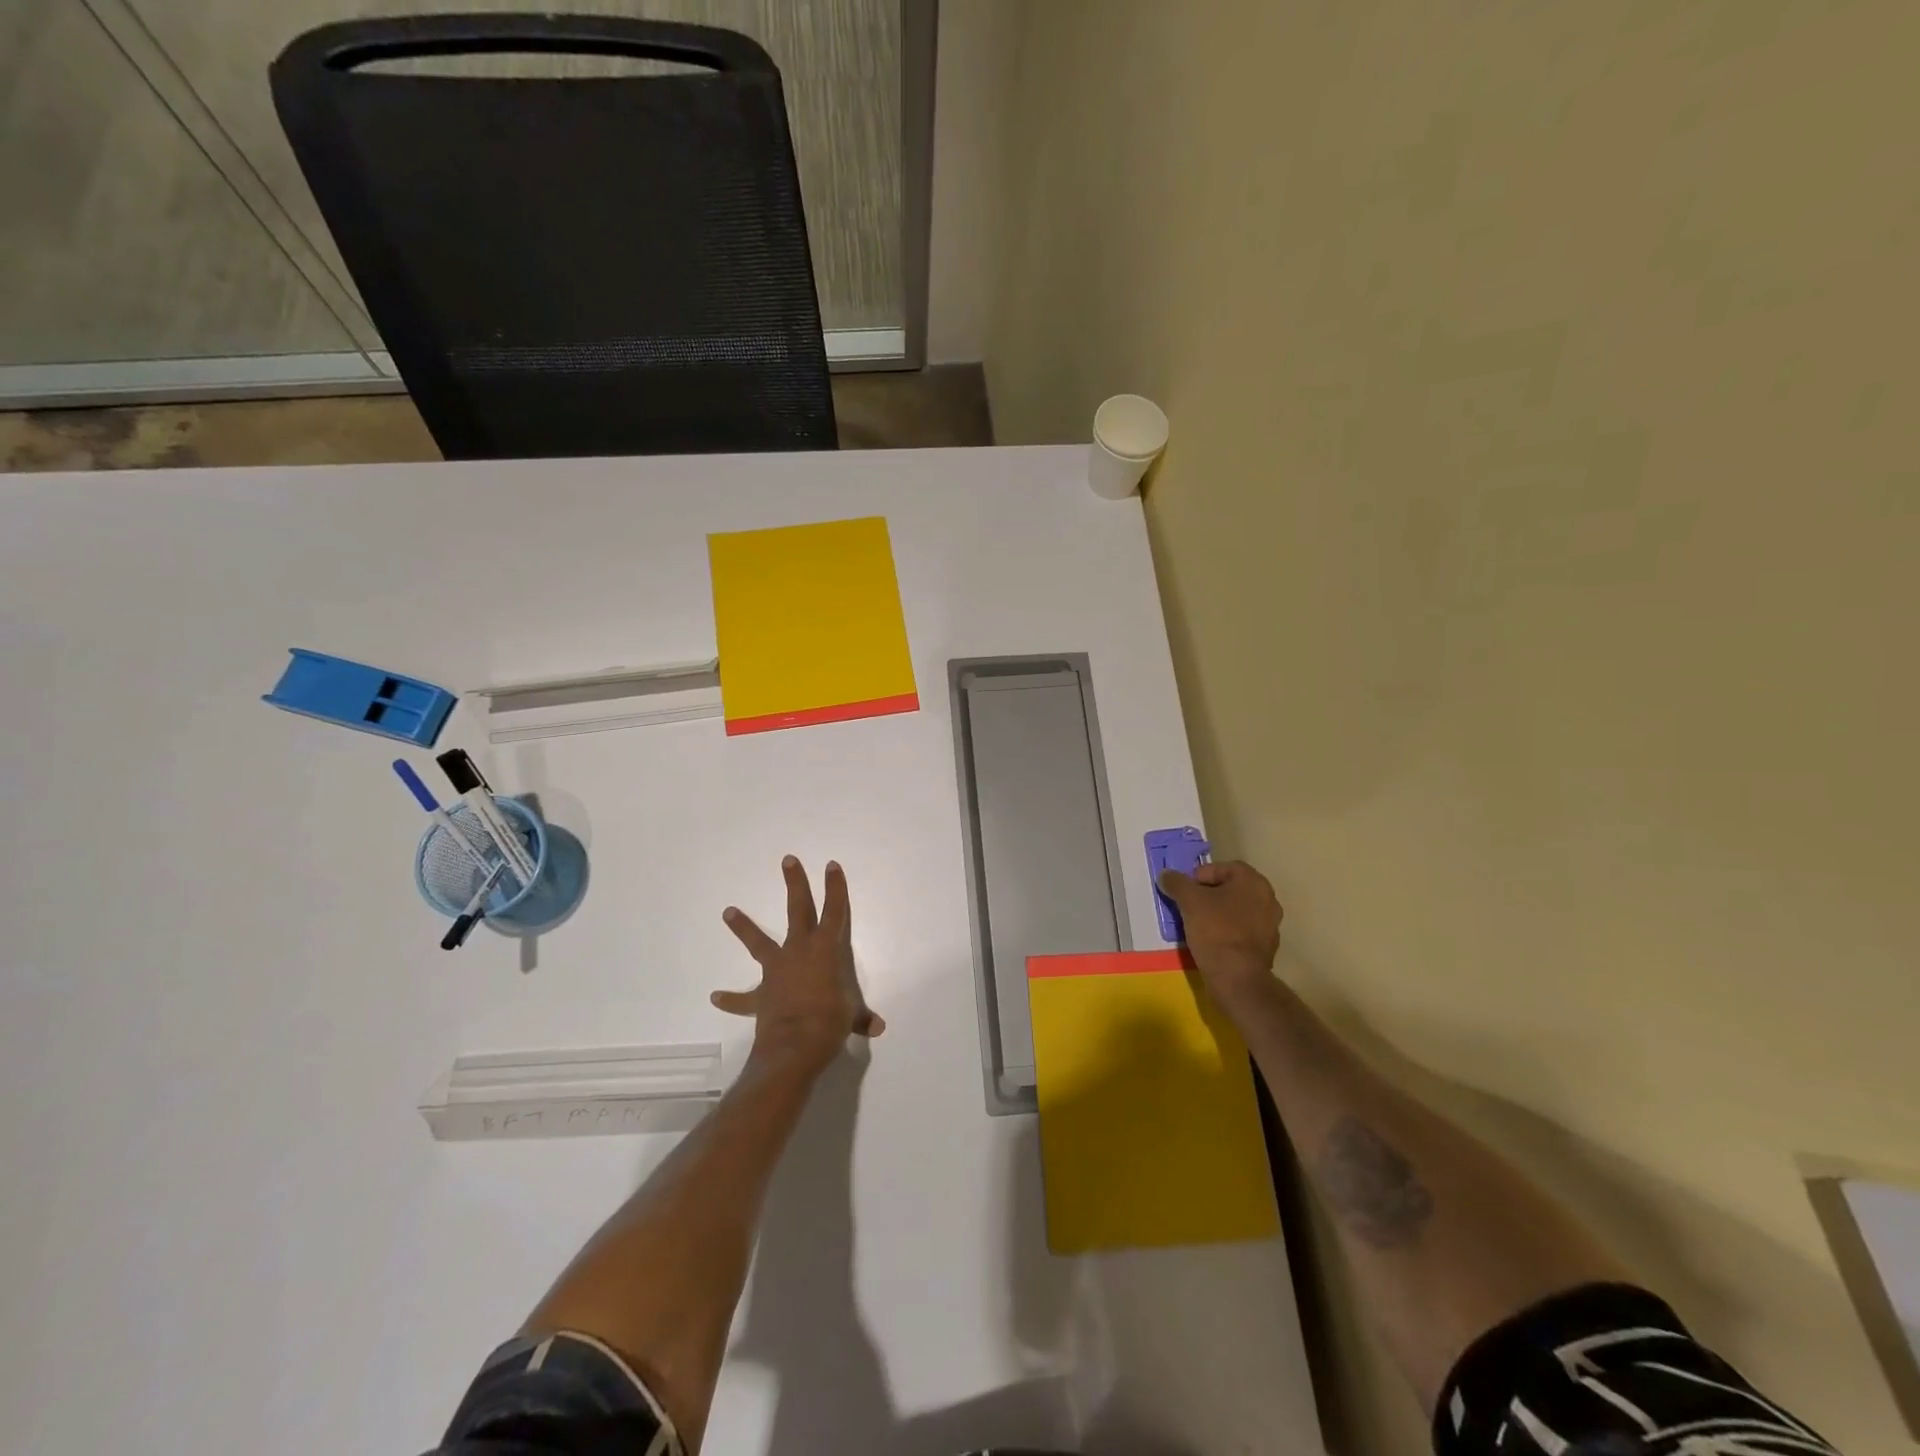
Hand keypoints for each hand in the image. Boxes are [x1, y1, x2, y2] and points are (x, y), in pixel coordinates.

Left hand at [713, 856, 885, 1074]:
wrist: (795, 1045)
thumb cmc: (831, 1022)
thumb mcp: (852, 1017)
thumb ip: (861, 1018)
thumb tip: (877, 1027)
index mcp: (827, 949)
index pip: (835, 910)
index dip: (836, 887)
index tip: (831, 865)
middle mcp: (800, 950)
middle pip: (798, 909)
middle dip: (795, 883)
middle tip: (788, 860)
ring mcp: (776, 970)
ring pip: (758, 942)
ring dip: (744, 927)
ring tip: (728, 911)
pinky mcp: (760, 995)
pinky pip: (743, 997)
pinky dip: (731, 998)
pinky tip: (716, 996)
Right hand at [1158, 860, 1282, 1007]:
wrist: (1237, 978)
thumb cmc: (1215, 931)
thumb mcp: (1189, 901)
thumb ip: (1177, 883)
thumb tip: (1166, 875)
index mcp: (1253, 881)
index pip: (1223, 868)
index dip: (1200, 876)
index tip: (1185, 891)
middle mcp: (1268, 898)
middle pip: (1231, 888)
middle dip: (1208, 894)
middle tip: (1189, 905)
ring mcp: (1271, 924)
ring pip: (1237, 910)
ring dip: (1219, 912)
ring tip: (1198, 924)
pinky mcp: (1267, 946)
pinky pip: (1243, 930)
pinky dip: (1228, 931)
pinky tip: (1212, 941)